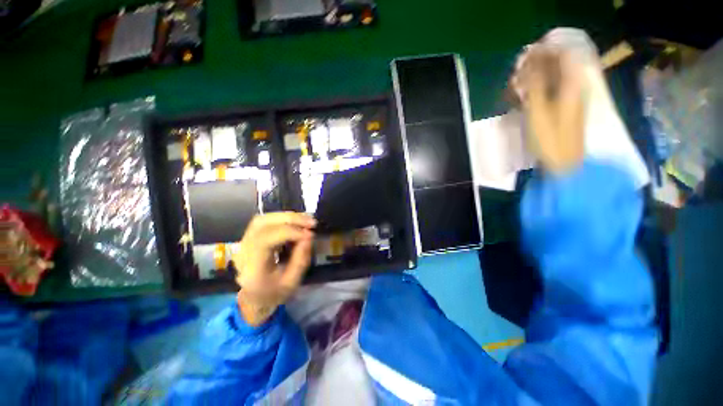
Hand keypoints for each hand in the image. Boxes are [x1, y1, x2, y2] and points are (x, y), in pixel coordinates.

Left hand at [233, 212, 315, 325]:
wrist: (255, 298)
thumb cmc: (274, 293)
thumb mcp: (292, 282)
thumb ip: (301, 259)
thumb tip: (309, 236)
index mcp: (251, 268)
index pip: (266, 240)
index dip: (290, 233)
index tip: (310, 234)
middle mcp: (243, 251)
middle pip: (262, 223)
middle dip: (290, 219)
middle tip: (311, 222)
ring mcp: (243, 242)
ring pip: (263, 219)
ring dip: (286, 216)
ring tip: (305, 220)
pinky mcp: (249, 237)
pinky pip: (265, 221)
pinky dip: (282, 219)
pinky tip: (295, 222)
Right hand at [516, 47, 585, 173]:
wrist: (564, 163)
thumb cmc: (550, 138)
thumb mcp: (538, 112)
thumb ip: (534, 86)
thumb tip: (529, 63)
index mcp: (572, 85)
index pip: (562, 55)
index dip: (544, 51)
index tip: (525, 56)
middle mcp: (574, 87)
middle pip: (558, 66)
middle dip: (536, 65)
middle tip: (517, 74)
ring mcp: (570, 99)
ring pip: (553, 79)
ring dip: (535, 78)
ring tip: (517, 87)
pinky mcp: (563, 109)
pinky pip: (551, 91)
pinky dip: (538, 90)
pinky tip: (525, 97)